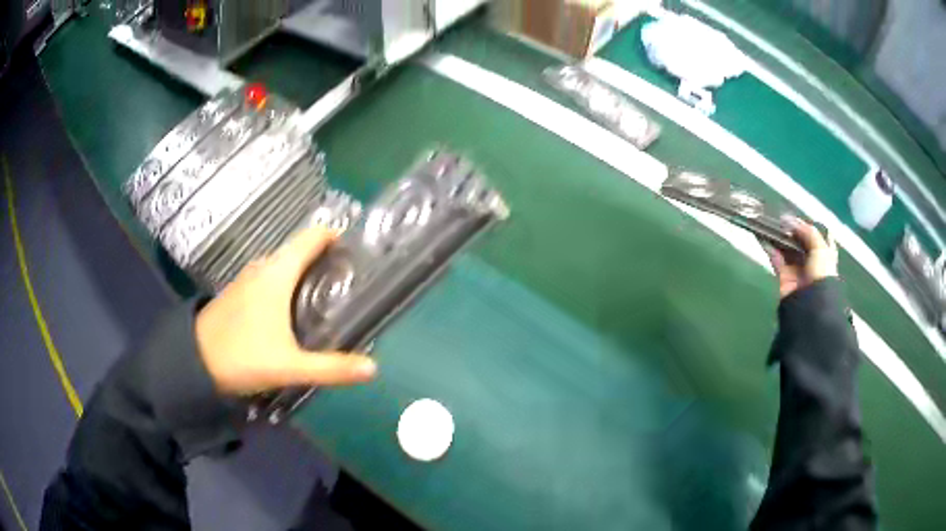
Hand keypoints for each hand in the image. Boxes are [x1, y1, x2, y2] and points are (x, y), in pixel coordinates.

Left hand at [195, 227, 376, 394]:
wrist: (193, 361)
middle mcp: (263, 267)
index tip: (357, 252)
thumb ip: (332, 368)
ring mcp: (247, 278)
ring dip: (305, 272)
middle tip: (349, 281)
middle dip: (325, 259)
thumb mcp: (291, 367)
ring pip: (284, 265)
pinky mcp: (238, 291)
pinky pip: (270, 277)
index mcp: (277, 273)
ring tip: (327, 294)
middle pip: (300, 250)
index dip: (337, 237)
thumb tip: (374, 368)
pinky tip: (294, 308)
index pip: (312, 237)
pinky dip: (287, 282)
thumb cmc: (243, 357)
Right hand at [764, 219, 838, 298]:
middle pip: (799, 241)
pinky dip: (769, 247)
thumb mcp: (821, 248)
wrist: (810, 302)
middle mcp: (810, 261)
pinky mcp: (783, 275)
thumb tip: (790, 220)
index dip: (810, 227)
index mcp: (823, 255)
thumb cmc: (821, 273)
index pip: (818, 238)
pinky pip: (775, 258)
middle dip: (791, 230)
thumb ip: (807, 232)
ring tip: (769, 222)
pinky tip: (762, 235)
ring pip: (786, 248)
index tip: (799, 217)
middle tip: (781, 217)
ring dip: (778, 236)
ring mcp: (796, 268)